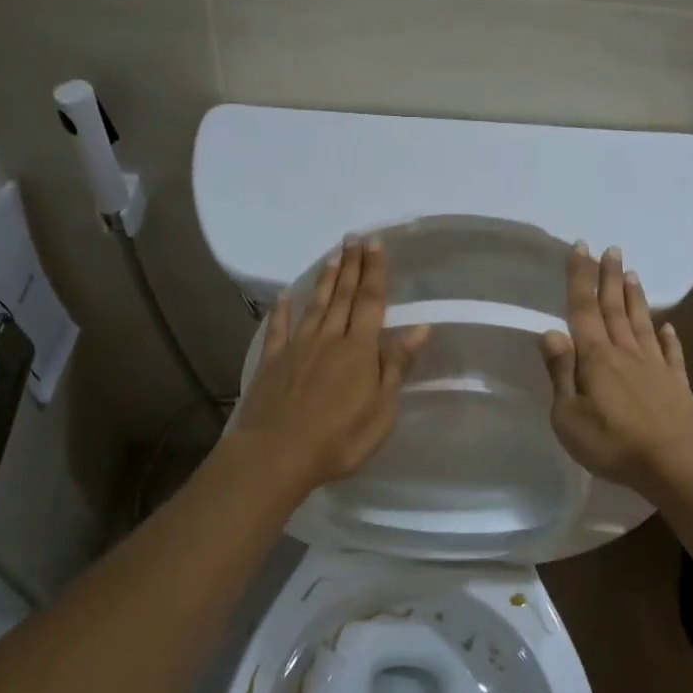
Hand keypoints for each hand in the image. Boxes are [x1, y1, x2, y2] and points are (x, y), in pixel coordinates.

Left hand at [229, 236, 430, 491]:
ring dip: (325, 280)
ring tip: (333, 257)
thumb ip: (396, 364)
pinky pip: (278, 328)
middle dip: (351, 266)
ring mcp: (297, 348)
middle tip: (354, 239)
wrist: (277, 453)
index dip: (375, 272)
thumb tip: (420, 327)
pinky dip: (282, 310)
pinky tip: (283, 295)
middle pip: (343, 296)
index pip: (371, 302)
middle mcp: (329, 338)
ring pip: (314, 305)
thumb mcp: (381, 408)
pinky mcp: (272, 362)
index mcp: (359, 349)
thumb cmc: (339, 438)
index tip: (376, 244)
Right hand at [540, 244, 692, 503]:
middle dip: (609, 277)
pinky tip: (668, 326)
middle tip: (611, 249)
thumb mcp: (568, 415)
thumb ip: (561, 373)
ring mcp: (655, 367)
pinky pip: (671, 353)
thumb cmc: (612, 443)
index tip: (580, 247)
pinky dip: (669, 337)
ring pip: (642, 323)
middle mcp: (626, 353)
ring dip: (635, 298)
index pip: (583, 309)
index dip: (580, 277)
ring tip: (632, 273)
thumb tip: (551, 333)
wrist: (676, 464)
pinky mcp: (677, 384)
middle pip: (614, 308)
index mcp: (596, 358)